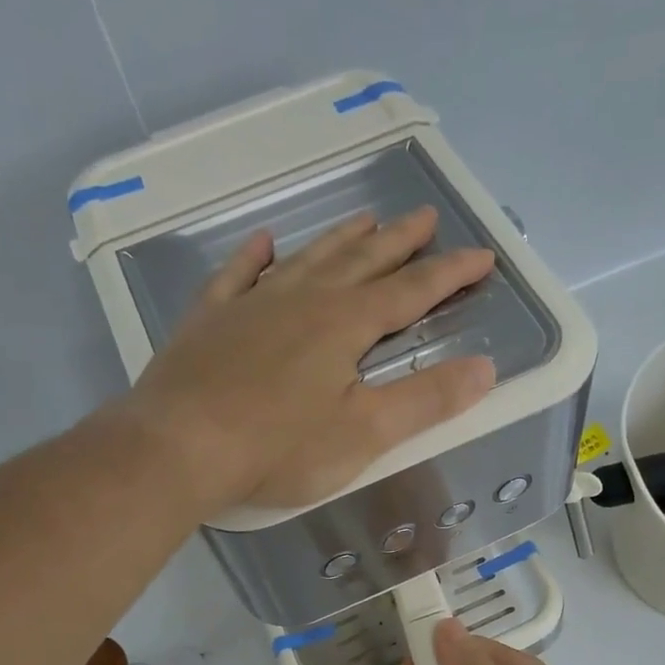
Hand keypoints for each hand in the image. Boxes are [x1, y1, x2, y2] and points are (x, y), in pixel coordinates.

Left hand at [124, 207, 495, 511]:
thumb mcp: (365, 433)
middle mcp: (303, 300)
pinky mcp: (209, 320)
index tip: (482, 255)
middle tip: (425, 216)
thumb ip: (426, 400)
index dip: (450, 274)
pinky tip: (264, 242)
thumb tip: (485, 368)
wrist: (178, 447)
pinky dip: (254, 257)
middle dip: (399, 241)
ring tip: (364, 218)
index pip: (411, 291)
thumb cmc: (279, 447)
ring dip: (340, 239)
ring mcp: (252, 305)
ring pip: (306, 260)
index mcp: (345, 325)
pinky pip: (237, 275)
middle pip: (361, 262)